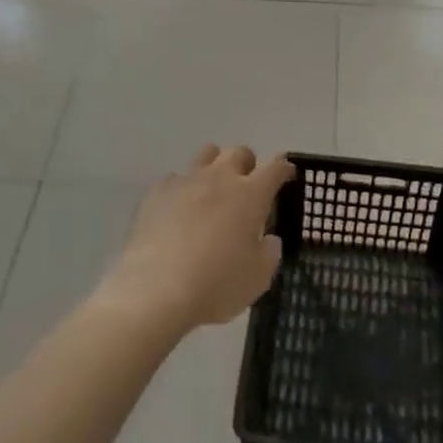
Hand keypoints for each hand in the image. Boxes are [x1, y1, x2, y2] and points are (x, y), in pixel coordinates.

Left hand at [104, 145, 294, 334]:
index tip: (286, 174)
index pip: (275, 168)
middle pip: (239, 152)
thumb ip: (269, 252)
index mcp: (250, 195)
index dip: (283, 168)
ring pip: (206, 154)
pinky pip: (174, 178)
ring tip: (212, 190)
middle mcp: (219, 178)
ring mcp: (185, 181)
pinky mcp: (155, 192)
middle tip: (247, 186)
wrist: (156, 289)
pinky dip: (181, 189)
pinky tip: (177, 210)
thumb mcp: (258, 278)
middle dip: (247, 164)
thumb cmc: (216, 284)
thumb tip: (268, 239)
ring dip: (214, 166)